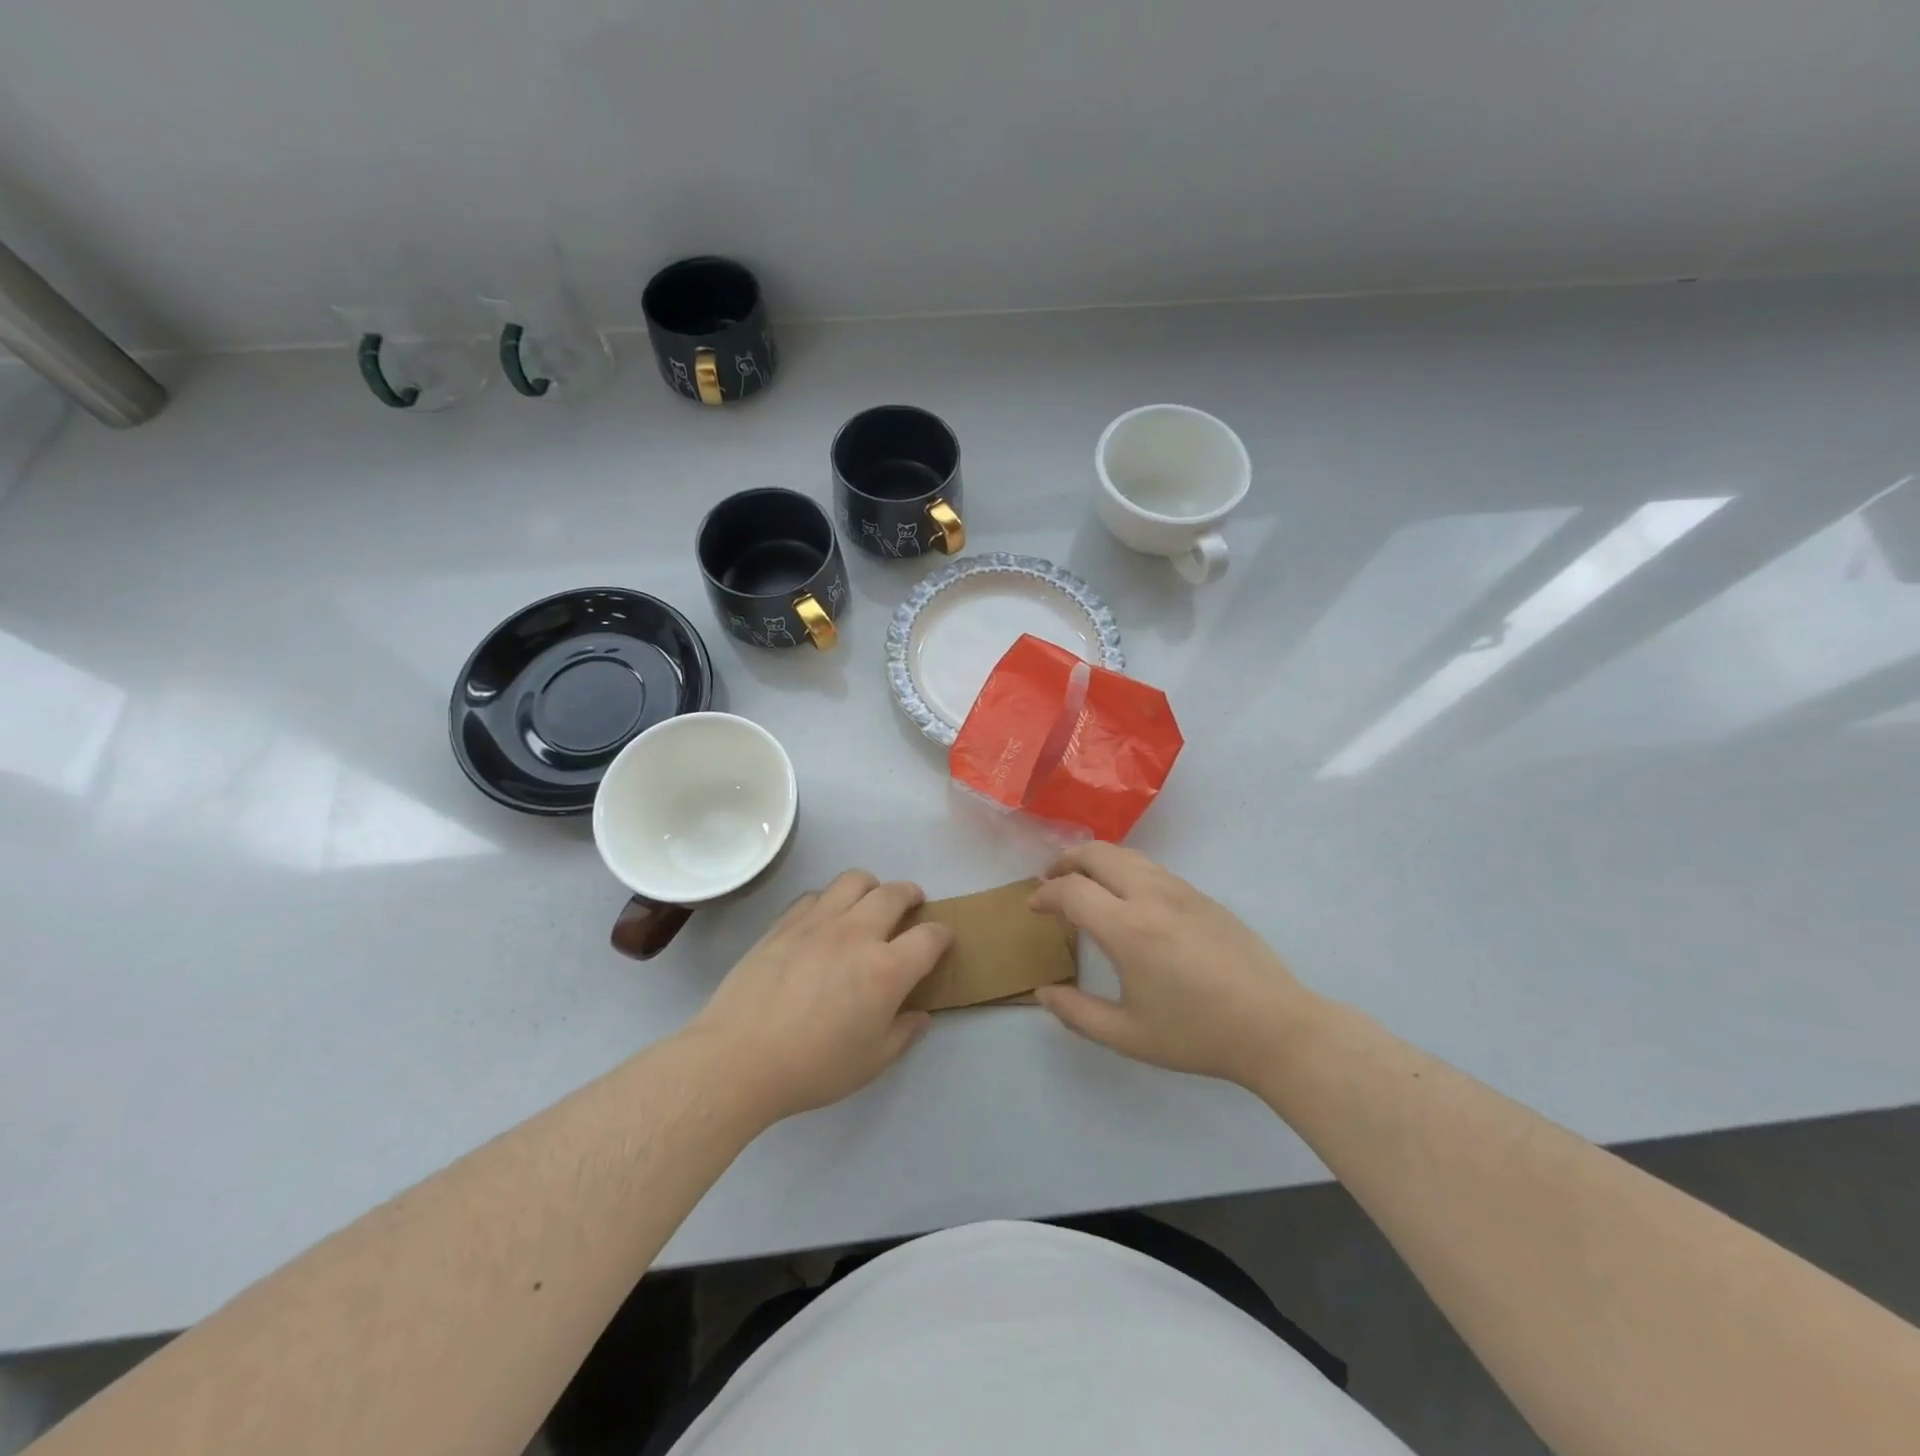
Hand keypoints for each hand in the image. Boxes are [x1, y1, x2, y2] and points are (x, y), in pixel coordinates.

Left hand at [686, 871, 953, 1124]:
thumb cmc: (812, 1068)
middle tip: (913, 906)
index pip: (930, 937)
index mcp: (886, 970)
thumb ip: (903, 1034)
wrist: (738, 1059)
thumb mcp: (871, 1063)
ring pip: (854, 880)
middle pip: (894, 893)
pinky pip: (815, 895)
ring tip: (869, 903)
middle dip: (911, 894)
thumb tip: (920, 1015)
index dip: (943, 934)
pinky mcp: (784, 923)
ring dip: (872, 886)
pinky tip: (825, 920)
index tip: (943, 939)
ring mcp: (818, 923)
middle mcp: (857, 934)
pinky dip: (830, 900)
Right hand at [1030, 844, 1317, 1087]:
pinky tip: (1128, 898)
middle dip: (1066, 861)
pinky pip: (1153, 868)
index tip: (1033, 907)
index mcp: (1128, 929)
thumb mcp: (1129, 1036)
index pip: (1072, 891)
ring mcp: (1181, 891)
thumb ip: (1078, 1013)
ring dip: (1097, 861)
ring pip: (1128, 854)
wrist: (1275, 1027)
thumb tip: (1043, 993)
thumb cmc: (1197, 1034)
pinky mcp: (1203, 896)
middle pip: (1098, 854)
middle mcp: (1151, 897)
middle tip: (1051, 881)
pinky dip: (1125, 869)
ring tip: (1085, 882)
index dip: (1045, 895)